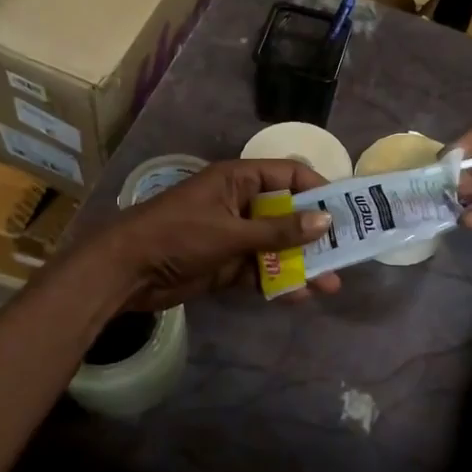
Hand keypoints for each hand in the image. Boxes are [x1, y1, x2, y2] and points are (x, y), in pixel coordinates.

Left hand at [86, 158, 340, 309]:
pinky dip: (278, 282)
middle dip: (314, 234)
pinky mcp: (225, 264)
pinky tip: (300, 296)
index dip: (317, 190)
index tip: (344, 212)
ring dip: (301, 263)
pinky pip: (260, 270)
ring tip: (330, 284)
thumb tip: (325, 221)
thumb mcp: (231, 232)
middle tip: (346, 253)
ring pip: (276, 246)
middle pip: (287, 214)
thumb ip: (278, 230)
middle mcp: (240, 203)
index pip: (288, 175)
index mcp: (238, 180)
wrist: (125, 272)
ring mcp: (233, 235)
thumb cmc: (178, 236)